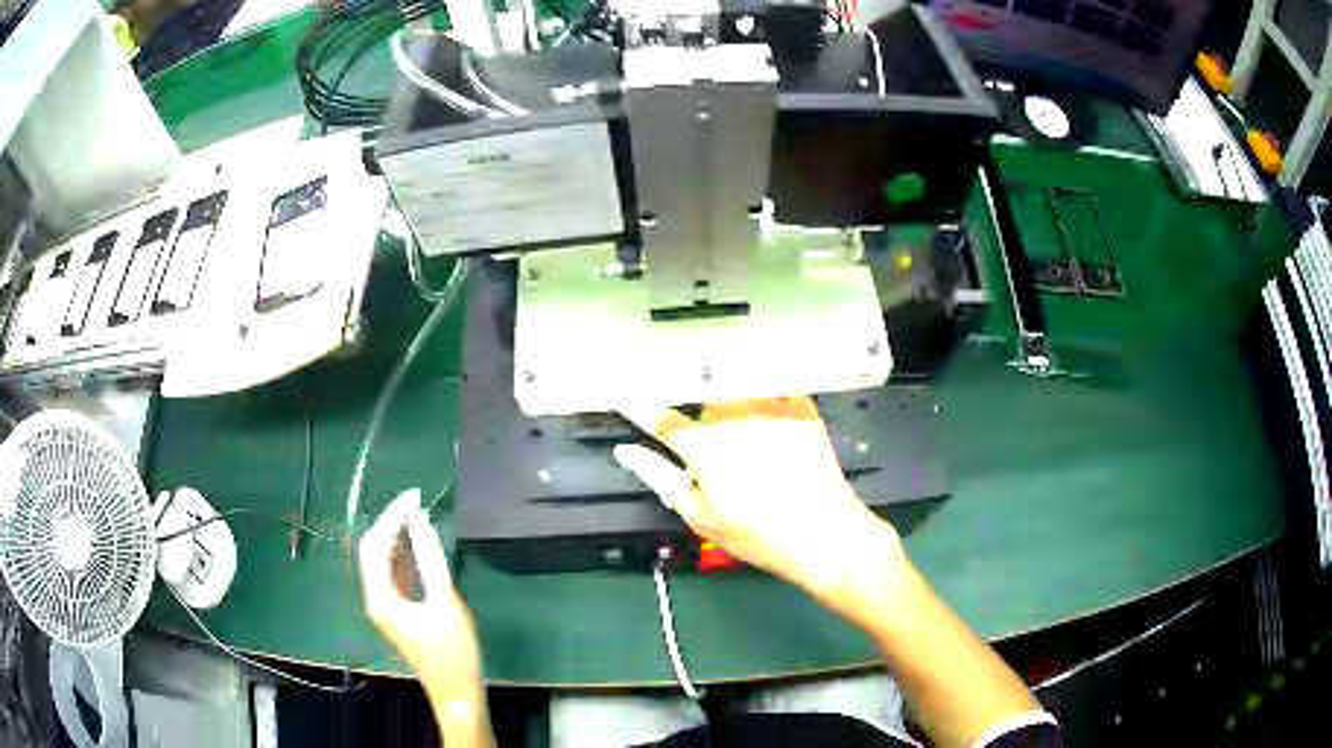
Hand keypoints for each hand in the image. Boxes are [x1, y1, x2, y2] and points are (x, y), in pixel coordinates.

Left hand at [358, 490, 481, 700]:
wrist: (457, 690)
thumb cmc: (452, 651)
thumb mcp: (445, 602)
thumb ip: (431, 559)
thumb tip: (419, 521)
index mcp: (381, 597)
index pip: (375, 545)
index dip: (390, 518)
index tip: (412, 498)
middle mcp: (376, 598)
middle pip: (373, 551)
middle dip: (390, 523)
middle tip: (414, 501)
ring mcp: (387, 606)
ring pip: (383, 561)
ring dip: (396, 536)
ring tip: (417, 514)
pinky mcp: (400, 611)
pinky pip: (394, 573)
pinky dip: (404, 554)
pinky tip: (418, 543)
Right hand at [616, 397, 901, 595]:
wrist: (824, 532)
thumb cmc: (757, 533)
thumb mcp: (699, 516)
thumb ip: (659, 477)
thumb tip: (627, 452)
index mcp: (702, 444)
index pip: (661, 415)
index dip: (645, 408)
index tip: (632, 397)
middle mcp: (732, 414)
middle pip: (700, 398)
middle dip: (700, 415)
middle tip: (717, 449)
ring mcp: (769, 405)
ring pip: (735, 388)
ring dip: (732, 404)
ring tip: (750, 437)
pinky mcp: (798, 404)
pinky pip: (770, 388)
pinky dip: (765, 400)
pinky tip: (773, 426)